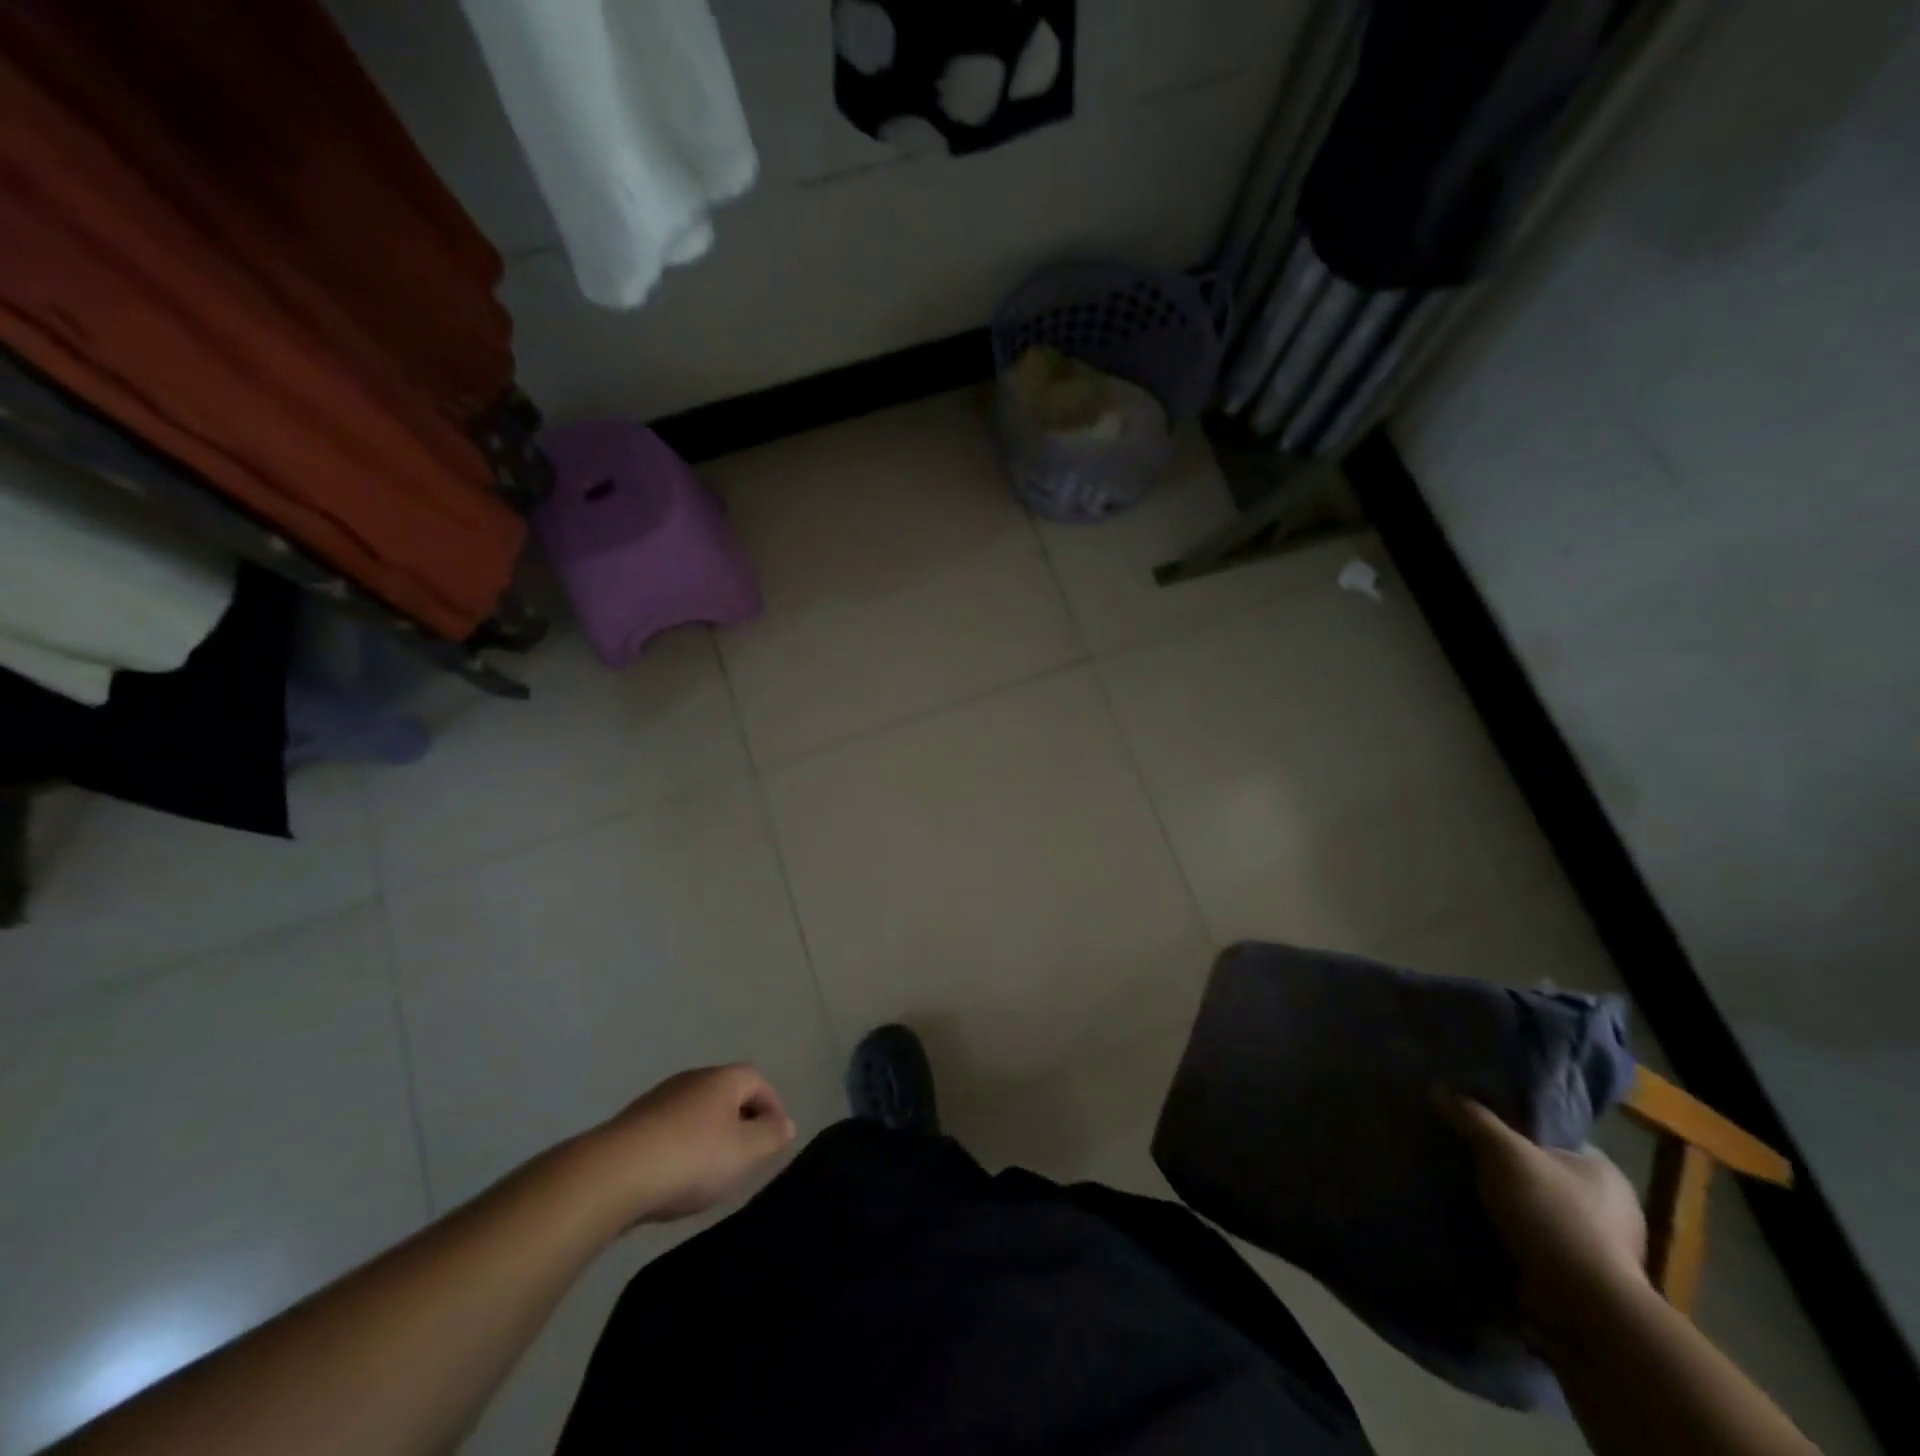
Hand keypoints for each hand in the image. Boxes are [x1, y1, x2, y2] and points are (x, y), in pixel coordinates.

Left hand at [589, 1065, 796, 1223]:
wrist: (611, 1175)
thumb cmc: (690, 1158)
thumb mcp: (744, 1152)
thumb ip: (771, 1137)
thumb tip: (786, 1124)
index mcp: (722, 1078)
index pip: (758, 1081)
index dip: (772, 1106)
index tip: (775, 1138)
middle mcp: (692, 1078)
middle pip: (726, 1093)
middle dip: (740, 1120)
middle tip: (746, 1155)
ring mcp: (658, 1099)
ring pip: (695, 1112)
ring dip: (708, 1134)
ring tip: (711, 1171)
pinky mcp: (631, 1124)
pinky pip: (669, 1130)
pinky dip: (680, 1147)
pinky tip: (675, 1176)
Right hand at [1441, 1094, 1648, 1334]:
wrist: (1584, 1306)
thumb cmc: (1552, 1214)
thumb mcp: (1502, 1152)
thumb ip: (1472, 1118)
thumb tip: (1437, 1088)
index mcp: (1604, 1171)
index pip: (1552, 1138)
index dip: (1514, 1130)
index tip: (1476, 1129)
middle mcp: (1612, 1208)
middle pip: (1542, 1175)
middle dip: (1506, 1173)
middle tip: (1462, 1162)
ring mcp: (1601, 1250)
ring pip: (1538, 1213)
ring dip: (1507, 1210)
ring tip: (1462, 1197)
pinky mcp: (1583, 1282)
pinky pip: (1537, 1247)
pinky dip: (1512, 1241)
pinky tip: (1480, 1233)